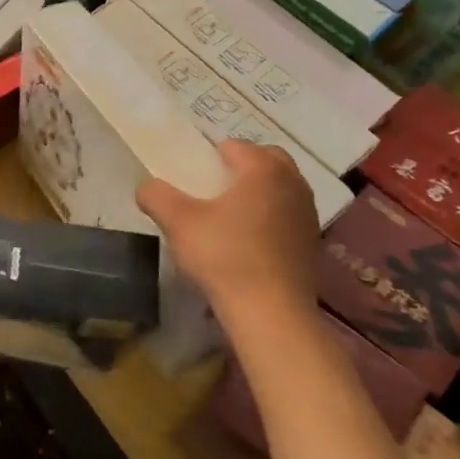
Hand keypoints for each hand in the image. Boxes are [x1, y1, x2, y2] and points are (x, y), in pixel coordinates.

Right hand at [136, 141, 320, 326]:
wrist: (270, 312)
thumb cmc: (224, 256)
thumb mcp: (177, 221)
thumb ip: (156, 195)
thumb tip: (147, 187)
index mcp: (263, 169)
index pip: (233, 146)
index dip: (208, 157)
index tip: (191, 179)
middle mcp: (293, 182)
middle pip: (265, 160)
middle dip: (240, 168)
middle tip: (212, 190)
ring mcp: (307, 212)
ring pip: (279, 187)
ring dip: (257, 192)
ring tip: (229, 216)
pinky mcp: (312, 241)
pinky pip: (287, 214)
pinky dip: (269, 217)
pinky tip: (248, 241)